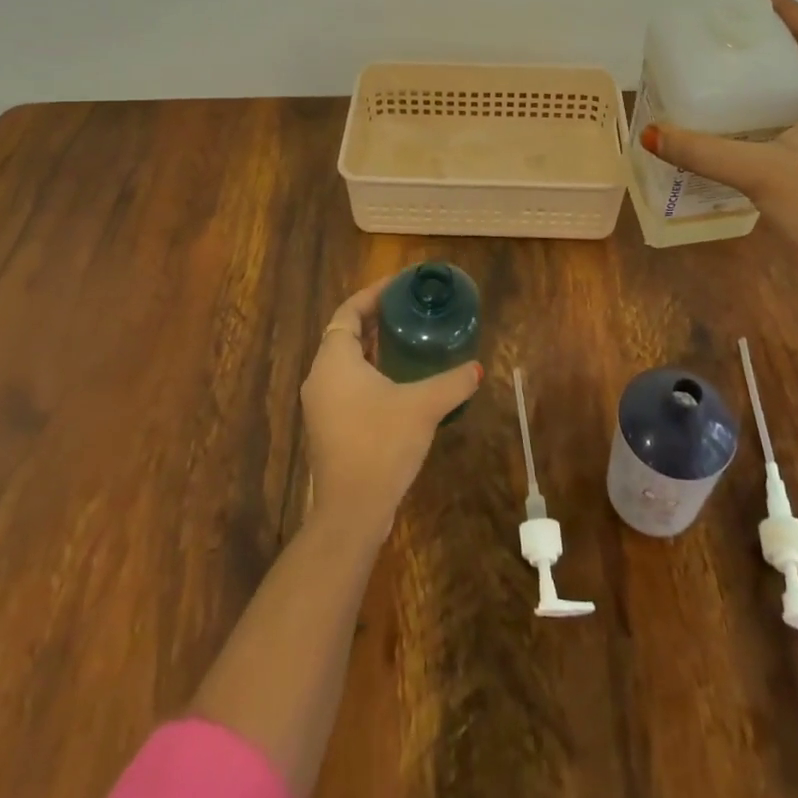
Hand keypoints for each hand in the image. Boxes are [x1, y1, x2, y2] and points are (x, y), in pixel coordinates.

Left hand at [301, 277, 481, 544]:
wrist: (351, 512)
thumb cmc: (381, 445)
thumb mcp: (423, 407)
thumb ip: (452, 382)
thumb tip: (477, 368)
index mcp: (334, 360)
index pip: (348, 311)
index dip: (373, 294)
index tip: (400, 285)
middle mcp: (320, 377)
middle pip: (344, 334)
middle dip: (374, 319)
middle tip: (408, 309)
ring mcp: (321, 405)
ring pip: (345, 361)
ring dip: (371, 347)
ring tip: (406, 339)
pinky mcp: (328, 427)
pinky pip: (346, 384)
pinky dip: (368, 372)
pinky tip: (398, 381)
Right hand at [639, 0, 797, 302]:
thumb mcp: (761, 172)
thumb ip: (704, 152)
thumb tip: (652, 133)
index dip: (790, 12)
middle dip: (770, 44)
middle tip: (725, 36)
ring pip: (797, 97)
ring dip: (765, 82)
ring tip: (721, 75)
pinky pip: (789, 127)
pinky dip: (762, 117)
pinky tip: (730, 128)